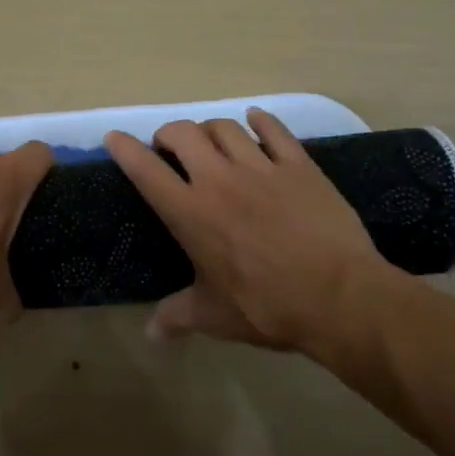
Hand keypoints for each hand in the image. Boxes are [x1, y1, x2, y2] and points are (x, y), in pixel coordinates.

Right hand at [105, 108, 404, 353]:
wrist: (339, 296)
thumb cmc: (267, 307)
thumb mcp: (215, 316)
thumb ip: (177, 317)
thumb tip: (150, 334)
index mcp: (190, 213)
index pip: (146, 170)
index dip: (125, 149)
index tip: (115, 138)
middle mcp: (219, 180)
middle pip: (183, 133)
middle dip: (168, 134)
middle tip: (170, 149)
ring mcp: (262, 167)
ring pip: (225, 127)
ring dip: (209, 129)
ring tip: (210, 142)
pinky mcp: (300, 165)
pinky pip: (274, 130)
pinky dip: (261, 121)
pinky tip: (256, 121)